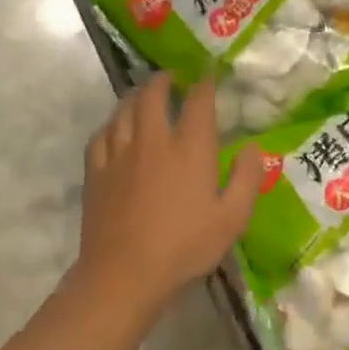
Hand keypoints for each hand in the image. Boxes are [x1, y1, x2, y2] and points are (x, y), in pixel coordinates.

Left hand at [75, 75, 265, 318]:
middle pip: (153, 95)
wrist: (124, 274)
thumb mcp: (232, 218)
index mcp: (190, 148)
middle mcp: (153, 140)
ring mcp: (119, 154)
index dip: (204, 83)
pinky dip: (112, 124)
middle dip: (164, 80)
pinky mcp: (96, 172)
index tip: (208, 74)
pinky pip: (101, 134)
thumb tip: (252, 147)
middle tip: (172, 78)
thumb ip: (247, 178)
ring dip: (136, 96)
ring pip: (124, 109)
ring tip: (144, 95)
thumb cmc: (185, 247)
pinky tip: (115, 128)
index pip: (198, 102)